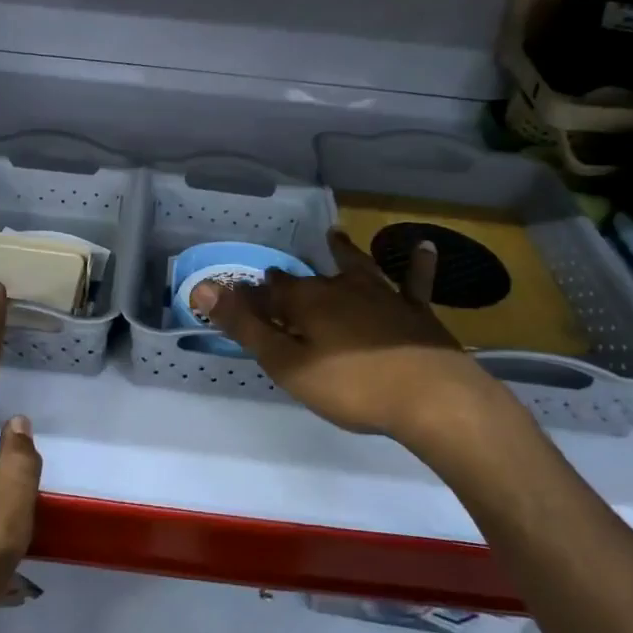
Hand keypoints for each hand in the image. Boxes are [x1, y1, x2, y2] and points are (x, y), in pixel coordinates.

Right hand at [193, 229, 496, 442]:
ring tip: (334, 236)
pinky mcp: (415, 311)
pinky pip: (413, 281)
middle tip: (276, 277)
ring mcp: (382, 295)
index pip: (268, 293)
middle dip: (288, 280)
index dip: (249, 296)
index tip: (234, 295)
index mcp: (307, 302)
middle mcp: (341, 288)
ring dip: (343, 253)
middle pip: (307, 281)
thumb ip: (246, 326)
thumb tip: (201, 288)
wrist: (431, 397)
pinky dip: (416, 264)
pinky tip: (423, 246)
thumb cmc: (351, 385)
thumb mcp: (287, 363)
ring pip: (356, 268)